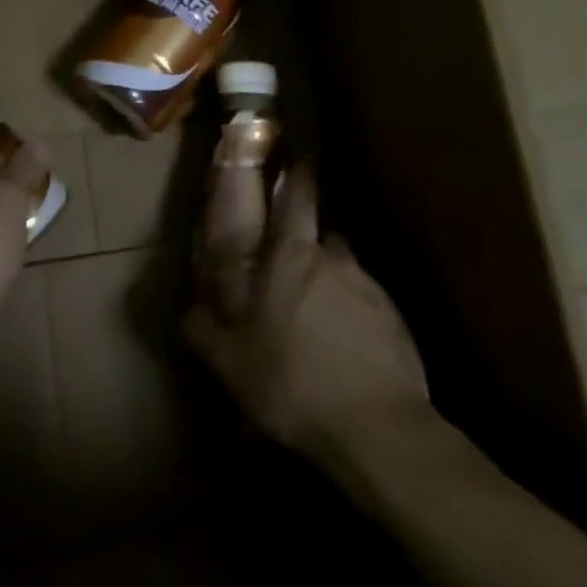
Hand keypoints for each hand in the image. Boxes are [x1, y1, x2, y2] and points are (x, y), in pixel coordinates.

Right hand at [185, 164, 429, 456]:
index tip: (295, 156)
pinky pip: (366, 303)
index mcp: (292, 258)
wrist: (378, 430)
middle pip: (322, 230)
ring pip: (344, 268)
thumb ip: (204, 332)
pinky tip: (343, 344)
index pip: (297, 198)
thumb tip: (189, 312)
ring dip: (329, 277)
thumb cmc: (292, 382)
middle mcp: (335, 261)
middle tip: (291, 251)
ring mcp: (371, 290)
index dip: (296, 174)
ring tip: (314, 309)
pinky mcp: (397, 322)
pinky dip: (352, 312)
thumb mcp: (230, 364)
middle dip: (308, 231)